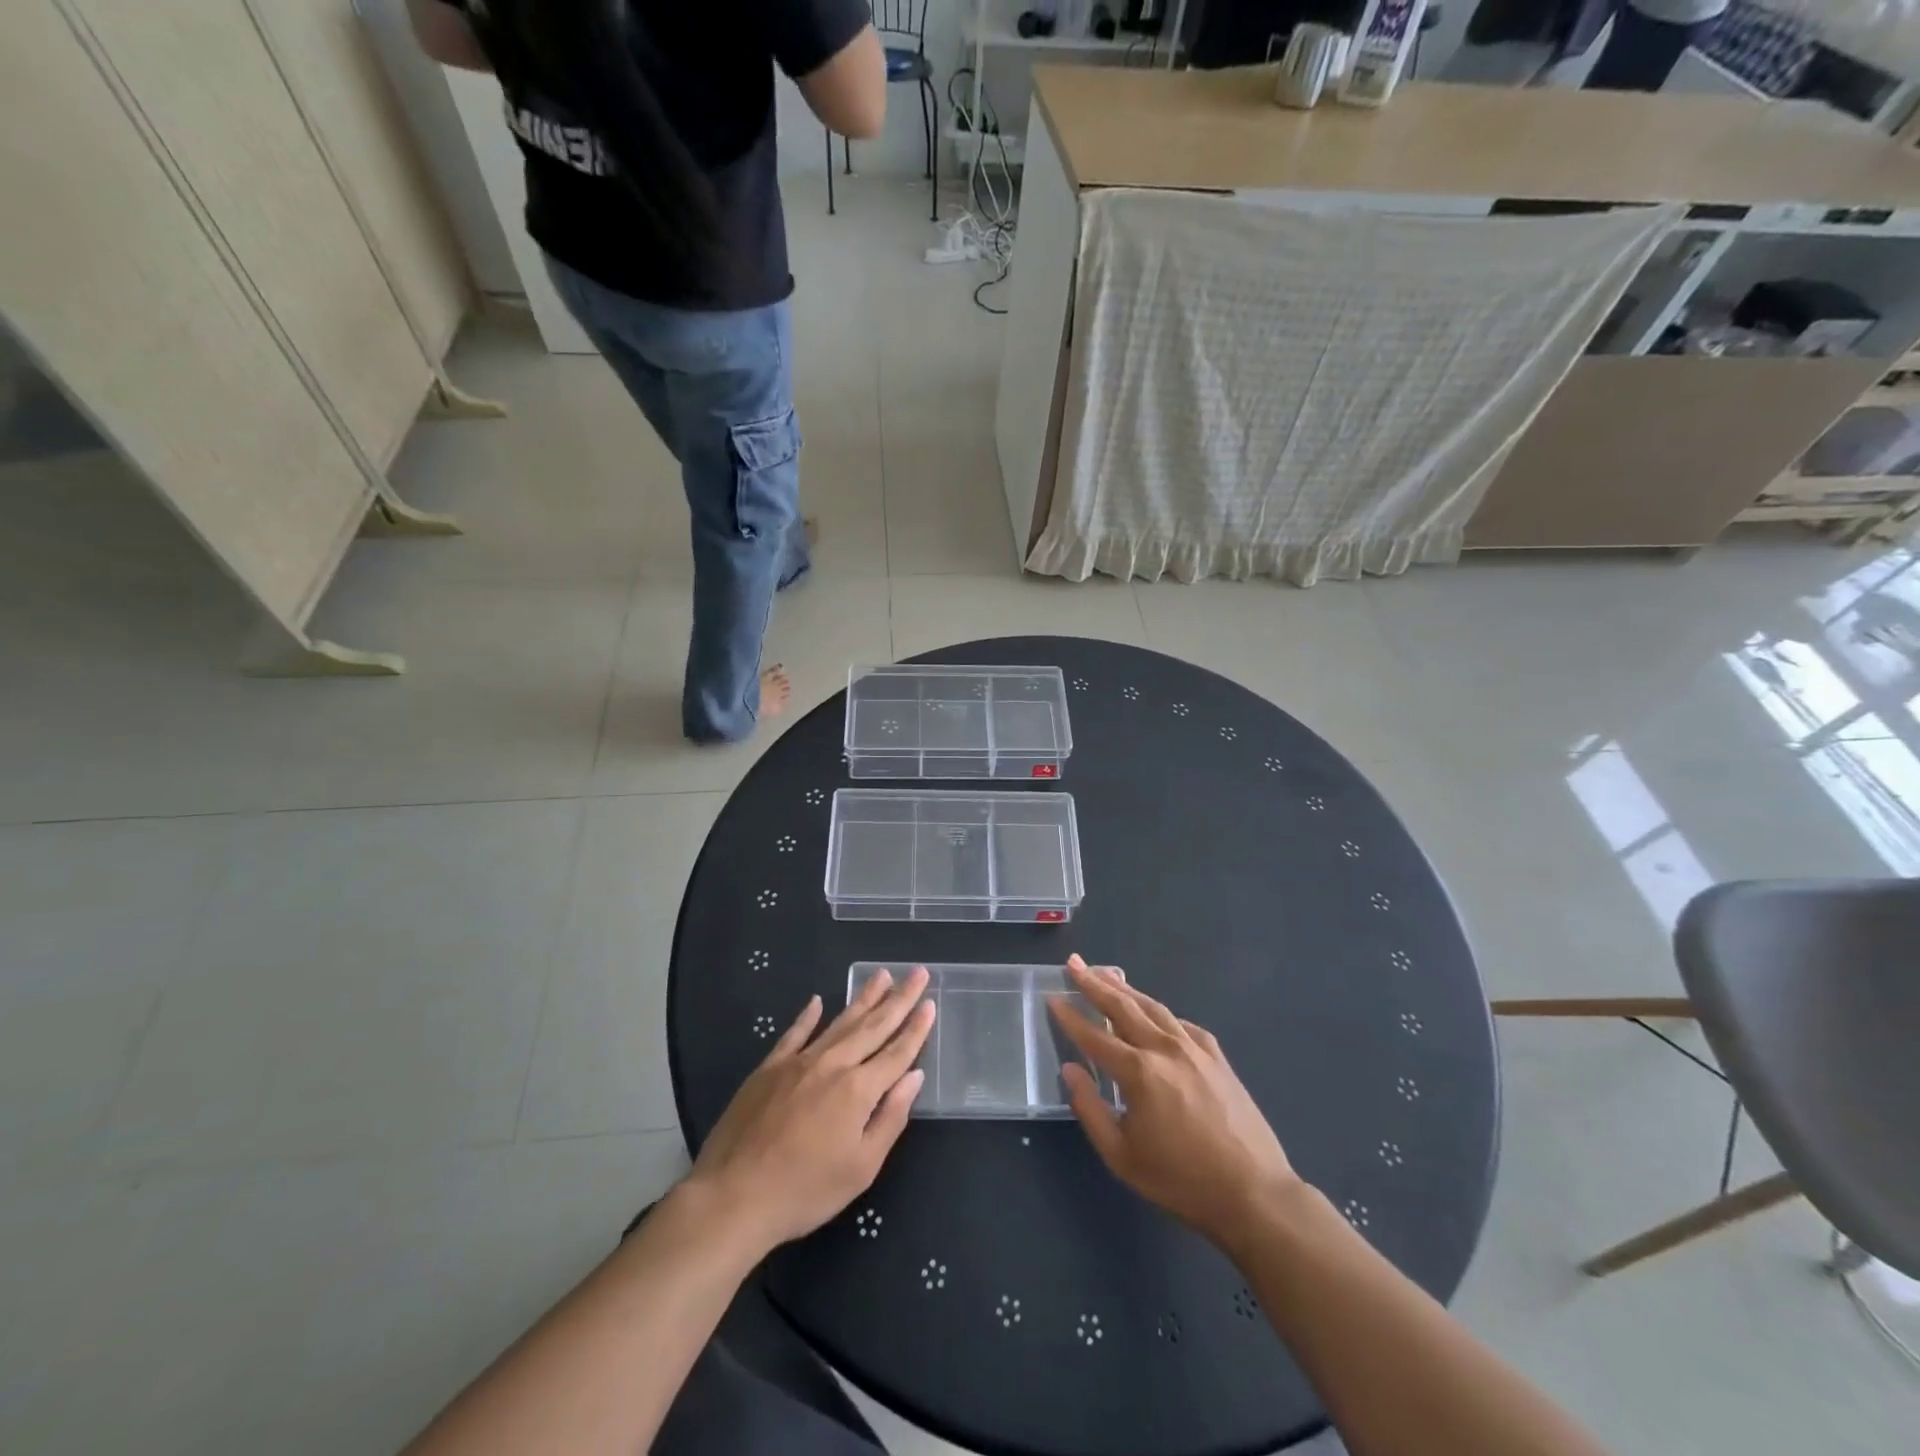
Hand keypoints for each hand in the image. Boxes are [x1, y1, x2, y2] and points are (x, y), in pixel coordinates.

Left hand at [684, 967, 934, 1259]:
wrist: (733, 1196)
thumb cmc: (805, 1191)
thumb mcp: (861, 1168)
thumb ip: (891, 1118)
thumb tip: (914, 1076)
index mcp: (859, 1090)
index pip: (896, 1052)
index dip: (916, 1028)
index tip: (930, 1003)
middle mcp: (833, 1065)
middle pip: (873, 1026)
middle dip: (899, 999)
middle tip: (917, 972)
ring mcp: (799, 1062)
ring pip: (839, 1022)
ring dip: (863, 998)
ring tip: (881, 975)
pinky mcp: (769, 1067)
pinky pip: (794, 1033)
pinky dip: (808, 1016)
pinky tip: (817, 1000)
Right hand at [1049, 955, 1297, 1248]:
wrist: (1254, 1193)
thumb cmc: (1181, 1180)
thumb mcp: (1122, 1156)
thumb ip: (1090, 1109)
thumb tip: (1069, 1070)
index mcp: (1139, 1073)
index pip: (1094, 1036)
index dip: (1070, 1016)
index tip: (1052, 996)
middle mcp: (1164, 1049)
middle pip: (1123, 1007)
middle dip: (1094, 983)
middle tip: (1074, 963)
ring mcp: (1194, 1048)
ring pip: (1153, 1007)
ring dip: (1126, 988)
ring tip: (1106, 973)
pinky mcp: (1217, 1056)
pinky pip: (1181, 1023)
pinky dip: (1161, 1012)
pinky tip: (1154, 1011)